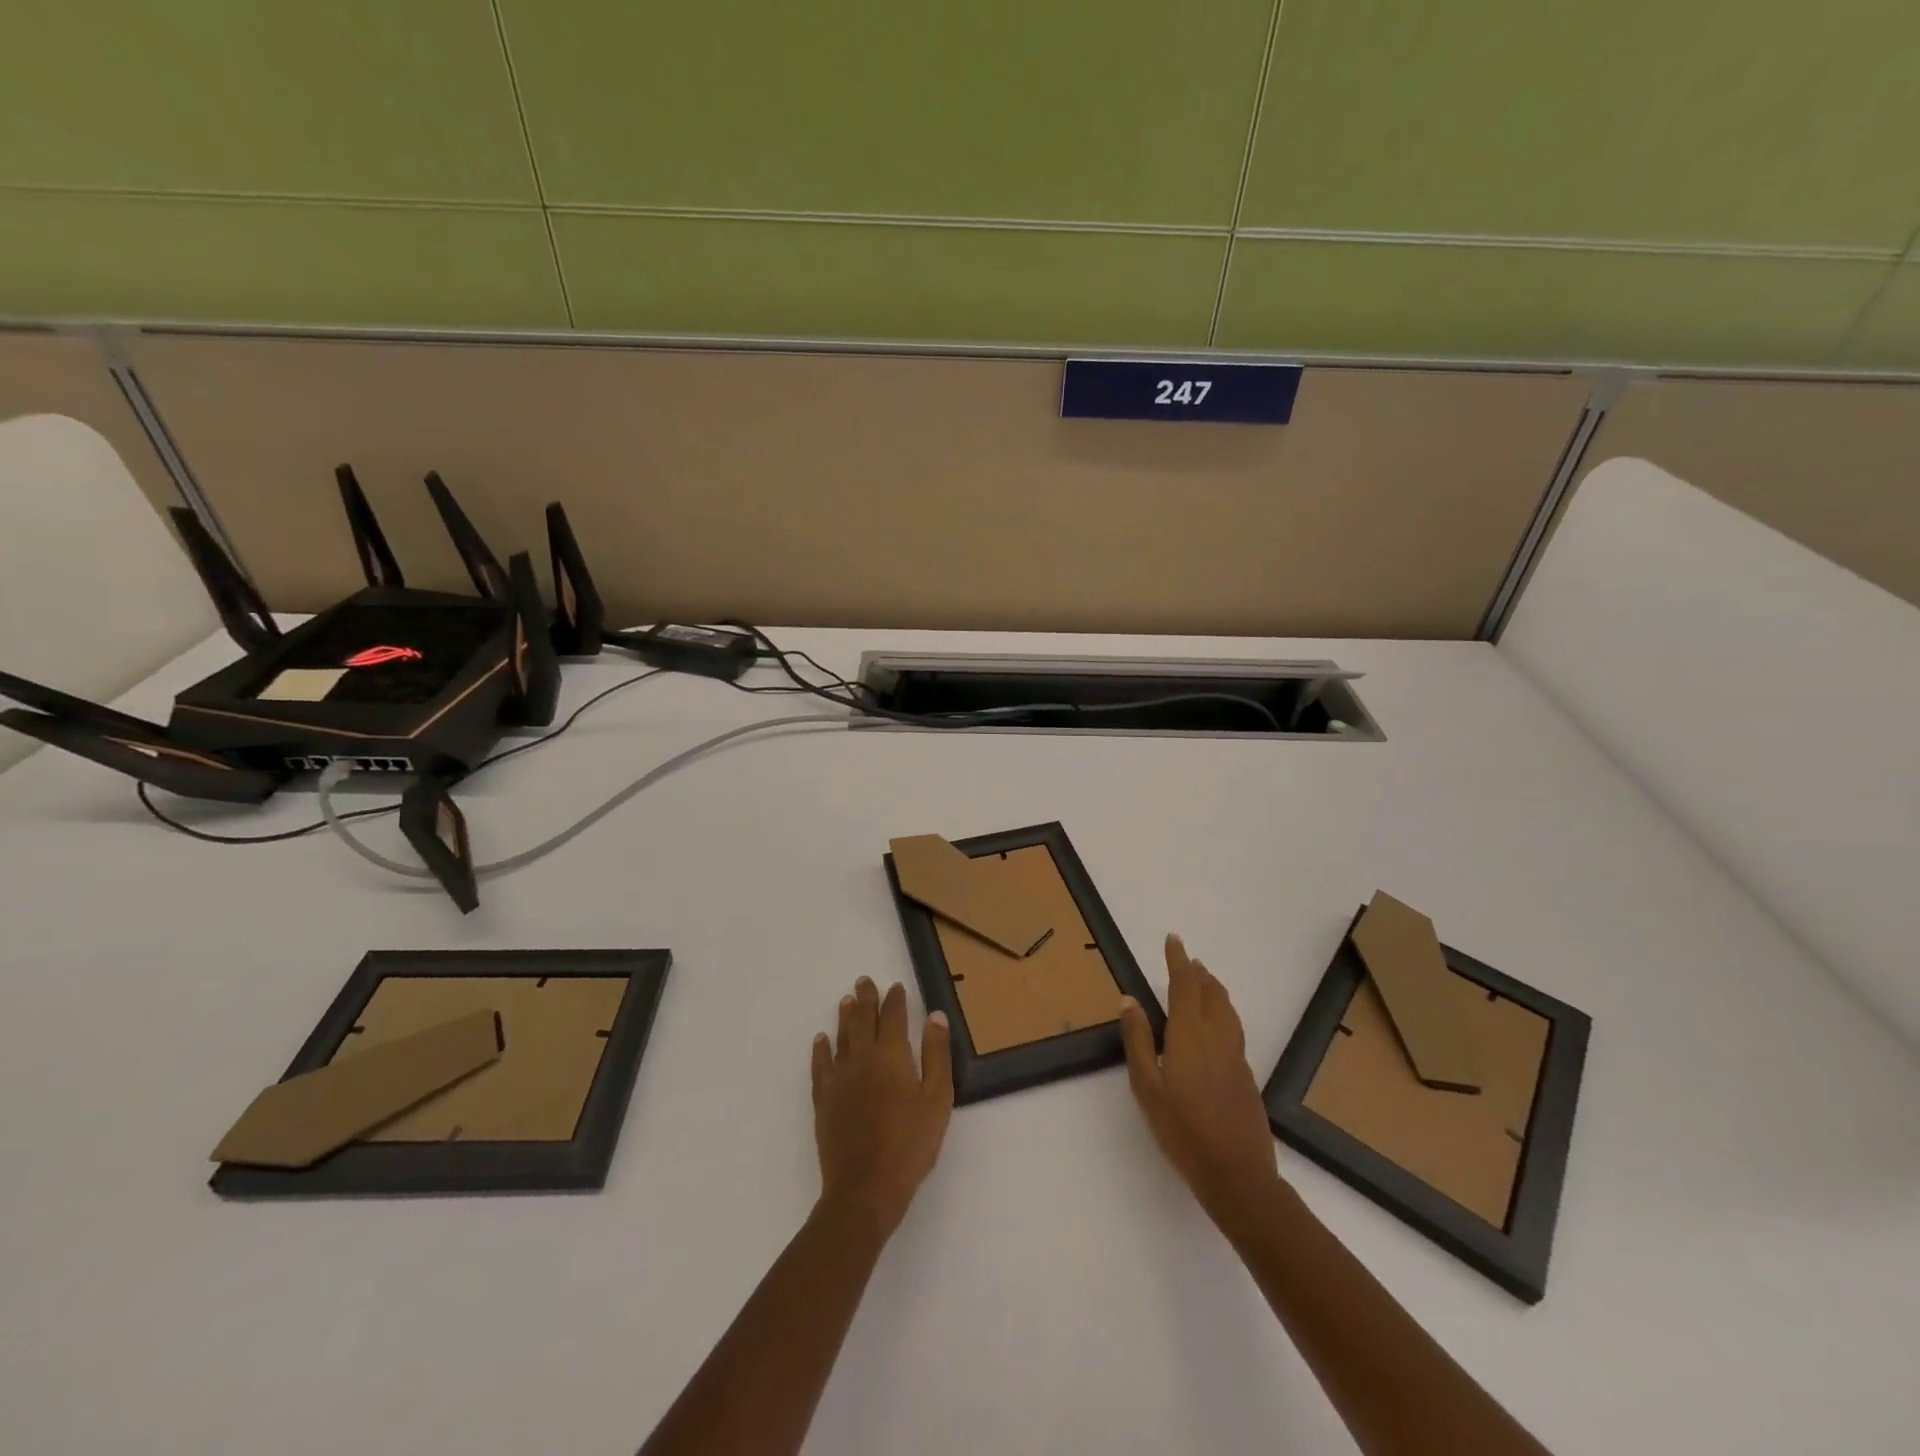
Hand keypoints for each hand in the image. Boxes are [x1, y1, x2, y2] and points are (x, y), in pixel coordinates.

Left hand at [811, 977, 953, 1234]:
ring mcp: (839, 1078)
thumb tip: (934, 1016)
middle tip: (864, 981)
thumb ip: (936, 1054)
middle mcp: (862, 1057)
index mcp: (891, 1054)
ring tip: (846, 1000)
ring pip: (841, 1037)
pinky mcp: (824, 1099)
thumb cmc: (910, 1143)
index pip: (893, 1016)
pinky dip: (821, 1049)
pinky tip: (820, 1040)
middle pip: (863, 1020)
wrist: (865, 1187)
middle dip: (866, 998)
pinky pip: (821, 1065)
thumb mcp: (937, 1098)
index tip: (896, 987)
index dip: (895, 1000)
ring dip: (845, 1016)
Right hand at [1120, 935, 1283, 1230]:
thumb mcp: (1146, 1086)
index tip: (1173, 940)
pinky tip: (1217, 1025)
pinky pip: (1233, 1027)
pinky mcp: (1245, 1074)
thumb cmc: (1182, 1130)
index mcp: (1189, 1034)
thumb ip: (1138, 1040)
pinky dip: (1223, 1011)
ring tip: (1204, 982)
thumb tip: (1129, 1000)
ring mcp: (1235, 1055)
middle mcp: (1216, 1036)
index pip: (1184, 985)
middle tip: (1187, 960)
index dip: (1178, 960)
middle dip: (1198, 973)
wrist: (1237, 1174)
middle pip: (1210, 993)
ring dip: (1214, 989)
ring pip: (1226, 1009)